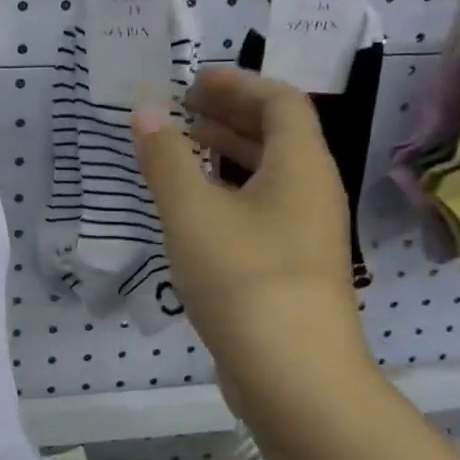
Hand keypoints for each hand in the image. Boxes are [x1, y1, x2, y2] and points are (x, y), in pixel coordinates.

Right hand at [133, 67, 373, 411]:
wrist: (294, 377)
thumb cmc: (244, 279)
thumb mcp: (192, 212)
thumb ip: (166, 158)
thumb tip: (146, 110)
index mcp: (302, 166)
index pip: (280, 101)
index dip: (238, 83)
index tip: (192, 82)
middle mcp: (313, 192)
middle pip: (278, 134)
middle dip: (230, 114)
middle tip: (182, 109)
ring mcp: (306, 233)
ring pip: (269, 174)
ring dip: (228, 153)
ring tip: (183, 148)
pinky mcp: (292, 267)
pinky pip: (262, 208)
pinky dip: (229, 192)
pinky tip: (194, 208)